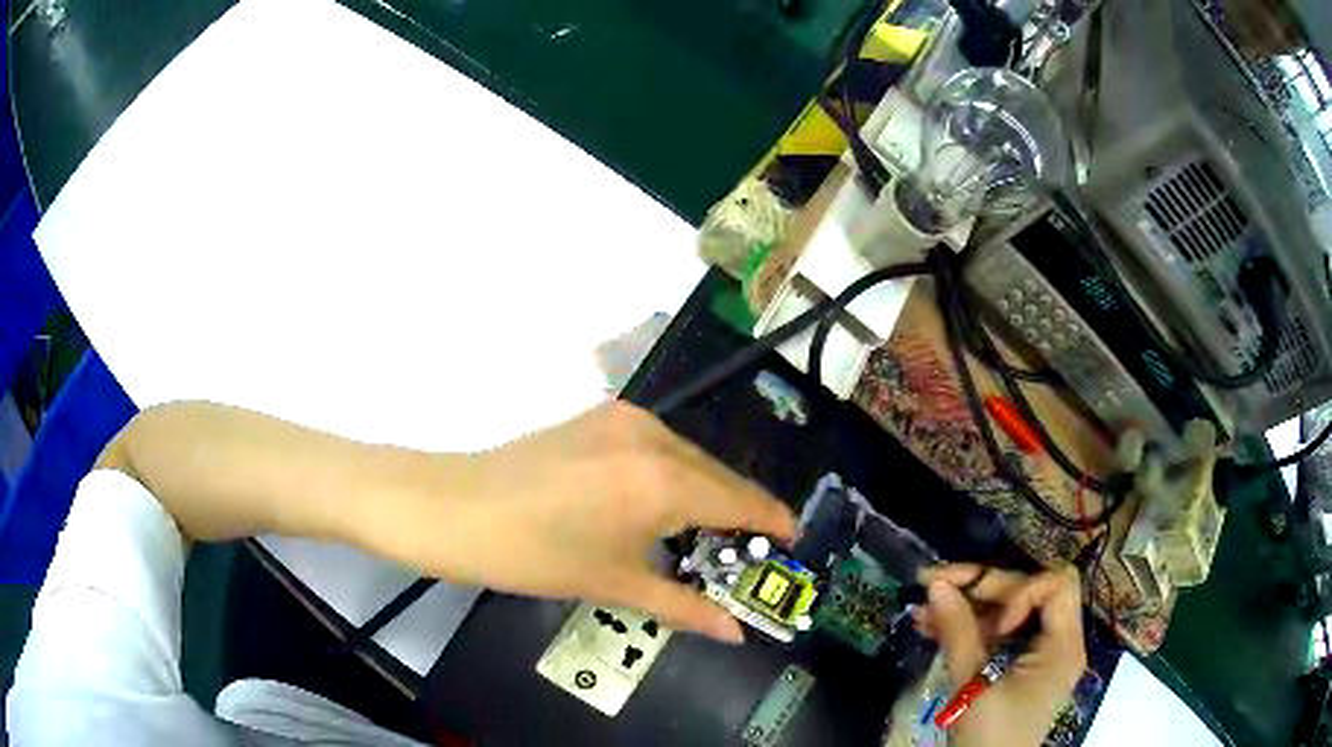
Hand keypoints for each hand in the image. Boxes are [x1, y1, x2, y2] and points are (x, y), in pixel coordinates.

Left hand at [377, 402, 796, 642]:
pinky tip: (662, 505)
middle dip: (740, 513)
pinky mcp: (601, 416)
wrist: (454, 508)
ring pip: (690, 459)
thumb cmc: (534, 554)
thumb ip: (684, 606)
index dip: (772, 522)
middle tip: (749, 553)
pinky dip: (674, 476)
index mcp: (665, 481)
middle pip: (720, 476)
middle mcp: (656, 437)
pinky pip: (660, 447)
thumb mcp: (614, 583)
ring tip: (708, 536)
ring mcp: (625, 419)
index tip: (792, 542)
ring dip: (706, 493)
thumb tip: (735, 633)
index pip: (741, 500)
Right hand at [912, 564, 1086, 746]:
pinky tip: (931, 627)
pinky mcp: (1016, 665)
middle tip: (936, 585)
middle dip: (982, 588)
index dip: (1023, 592)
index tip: (996, 622)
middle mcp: (1057, 641)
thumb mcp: (974, 686)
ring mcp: (1036, 653)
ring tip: (922, 610)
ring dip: (967, 607)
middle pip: (1027, 591)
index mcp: (1063, 645)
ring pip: (1007, 611)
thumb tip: (937, 585)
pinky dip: (967, 628)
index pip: (1056, 585)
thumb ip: (959, 633)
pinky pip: (996, 635)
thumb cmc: (989, 736)